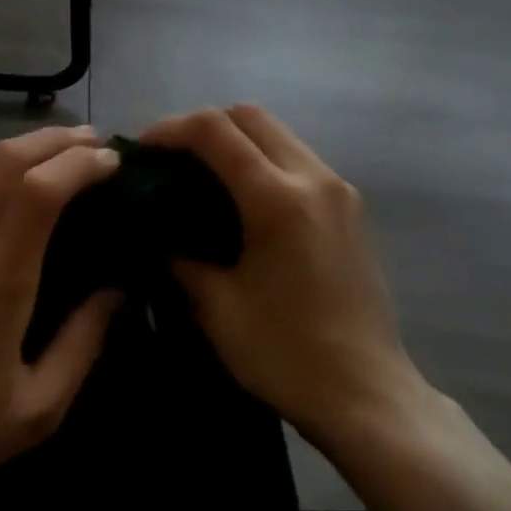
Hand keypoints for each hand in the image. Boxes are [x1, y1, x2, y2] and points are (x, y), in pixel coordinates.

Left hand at [0, 126, 123, 498]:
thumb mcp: (40, 407)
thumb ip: (86, 341)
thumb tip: (117, 289)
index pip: (39, 189)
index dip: (79, 163)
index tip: (111, 160)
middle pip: (6, 159)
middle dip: (55, 139)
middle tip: (93, 140)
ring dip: (24, 155)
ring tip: (58, 161)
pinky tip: (8, 208)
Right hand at [142, 105, 431, 452]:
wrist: (368, 395)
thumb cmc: (286, 355)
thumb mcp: (217, 307)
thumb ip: (180, 256)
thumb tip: (156, 231)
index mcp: (277, 198)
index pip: (214, 130)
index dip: (170, 129)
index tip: (141, 150)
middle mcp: (313, 177)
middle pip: (250, 115)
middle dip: (203, 125)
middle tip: (171, 158)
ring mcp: (338, 188)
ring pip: (277, 132)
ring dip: (235, 139)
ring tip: (203, 174)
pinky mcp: (351, 206)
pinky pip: (297, 158)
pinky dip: (263, 159)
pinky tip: (243, 198)